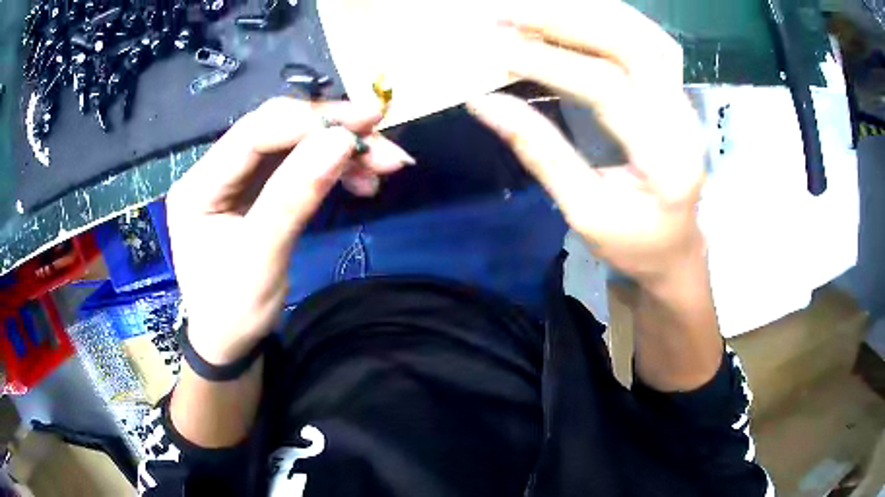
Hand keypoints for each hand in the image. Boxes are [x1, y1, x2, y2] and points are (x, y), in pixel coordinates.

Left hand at [166, 98, 413, 363]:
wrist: (228, 342)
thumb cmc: (234, 311)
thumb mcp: (262, 259)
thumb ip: (294, 197)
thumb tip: (340, 141)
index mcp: (198, 186)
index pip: (253, 134)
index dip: (309, 121)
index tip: (366, 123)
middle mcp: (212, 171)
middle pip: (275, 130)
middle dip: (331, 132)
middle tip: (384, 147)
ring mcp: (234, 178)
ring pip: (291, 144)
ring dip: (338, 150)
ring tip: (382, 167)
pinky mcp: (253, 189)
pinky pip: (296, 164)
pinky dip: (331, 167)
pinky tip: (360, 180)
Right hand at [468, 0, 705, 285]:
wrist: (677, 248)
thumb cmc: (633, 243)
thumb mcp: (584, 212)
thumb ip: (540, 152)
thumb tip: (485, 103)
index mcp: (666, 163)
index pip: (607, 91)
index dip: (549, 63)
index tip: (496, 49)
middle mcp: (684, 121)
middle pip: (633, 45)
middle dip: (566, 20)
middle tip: (509, 12)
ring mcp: (684, 102)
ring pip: (643, 34)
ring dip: (586, 12)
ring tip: (533, 7)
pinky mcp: (675, 94)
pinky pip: (645, 40)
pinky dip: (605, 19)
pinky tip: (571, 14)